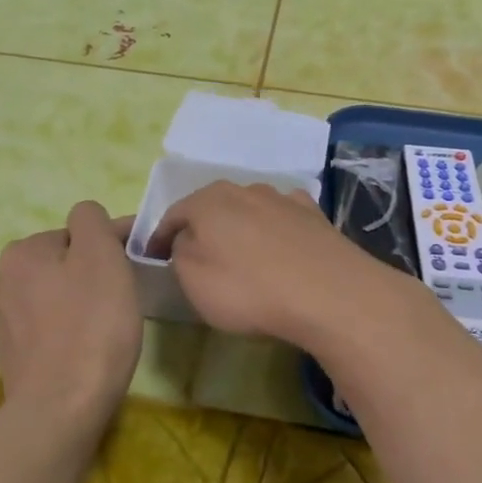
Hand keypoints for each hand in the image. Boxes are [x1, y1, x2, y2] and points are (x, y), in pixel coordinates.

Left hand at [0, 202, 143, 429]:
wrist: (61, 410)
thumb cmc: (91, 327)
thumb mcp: (101, 257)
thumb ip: (92, 221)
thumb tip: (88, 218)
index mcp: (23, 251)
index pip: (79, 231)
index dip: (112, 243)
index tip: (138, 265)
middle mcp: (4, 279)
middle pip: (65, 261)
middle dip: (93, 272)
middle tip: (123, 298)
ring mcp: (4, 320)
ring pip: (57, 293)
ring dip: (80, 300)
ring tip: (106, 327)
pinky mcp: (13, 353)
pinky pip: (49, 325)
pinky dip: (68, 328)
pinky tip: (85, 349)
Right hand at [147, 182, 422, 349]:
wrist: (328, 293)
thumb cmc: (248, 289)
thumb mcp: (193, 279)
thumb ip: (180, 252)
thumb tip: (185, 240)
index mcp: (207, 201)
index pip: (172, 216)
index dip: (159, 239)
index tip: (152, 259)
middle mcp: (243, 189)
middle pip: (211, 208)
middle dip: (200, 229)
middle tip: (195, 257)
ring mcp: (282, 198)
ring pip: (248, 210)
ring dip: (239, 229)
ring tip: (240, 256)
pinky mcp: (314, 215)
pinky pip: (282, 219)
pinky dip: (273, 231)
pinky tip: (279, 248)